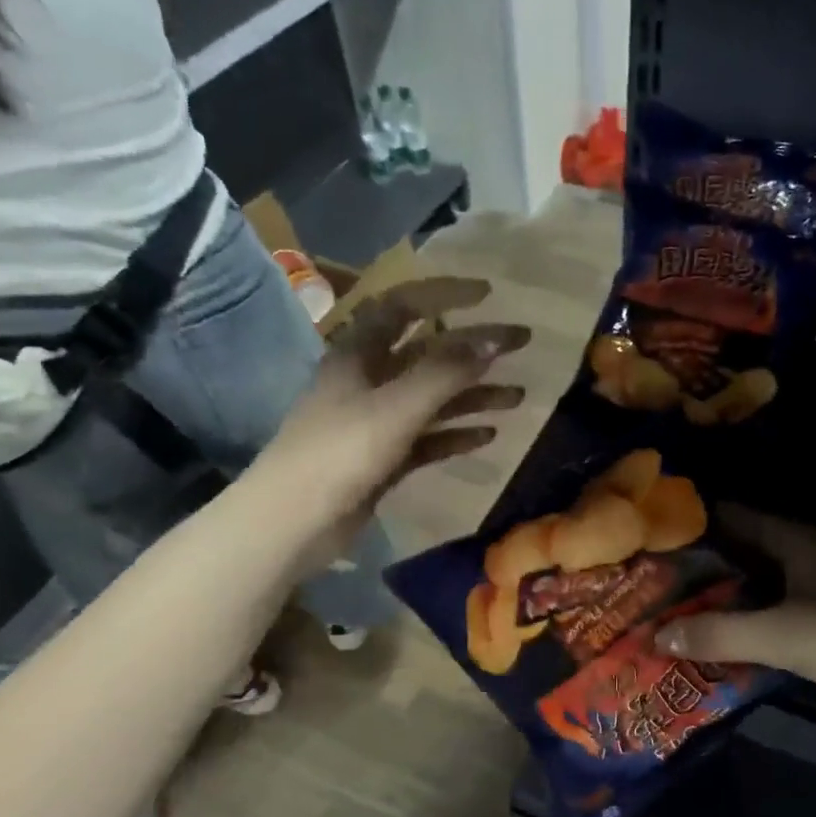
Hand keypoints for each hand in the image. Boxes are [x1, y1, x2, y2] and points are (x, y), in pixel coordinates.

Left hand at [244, 277, 529, 558]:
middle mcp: (367, 380)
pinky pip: (428, 438)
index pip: (404, 306)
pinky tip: (487, 437)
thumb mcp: (396, 406)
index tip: (488, 295)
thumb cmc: (340, 452)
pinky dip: (456, 434)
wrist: (295, 522)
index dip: (445, 295)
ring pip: (433, 398)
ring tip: (517, 398)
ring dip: (473, 395)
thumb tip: (493, 340)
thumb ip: (446, 372)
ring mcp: (375, 422)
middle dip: (474, 348)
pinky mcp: (383, 458)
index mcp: (358, 354)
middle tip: (520, 344)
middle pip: (428, 353)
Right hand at [657, 506, 815, 733]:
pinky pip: (767, 617)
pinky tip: (710, 640)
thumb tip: (654, 635)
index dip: (693, 522)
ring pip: (753, 587)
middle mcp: (802, 559)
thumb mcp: (781, 633)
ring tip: (666, 608)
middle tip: (647, 577)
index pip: (733, 517)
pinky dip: (740, 624)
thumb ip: (718, 632)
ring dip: (717, 596)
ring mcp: (814, 594)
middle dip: (698, 564)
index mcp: (795, 542)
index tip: (649, 533)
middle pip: (739, 553)